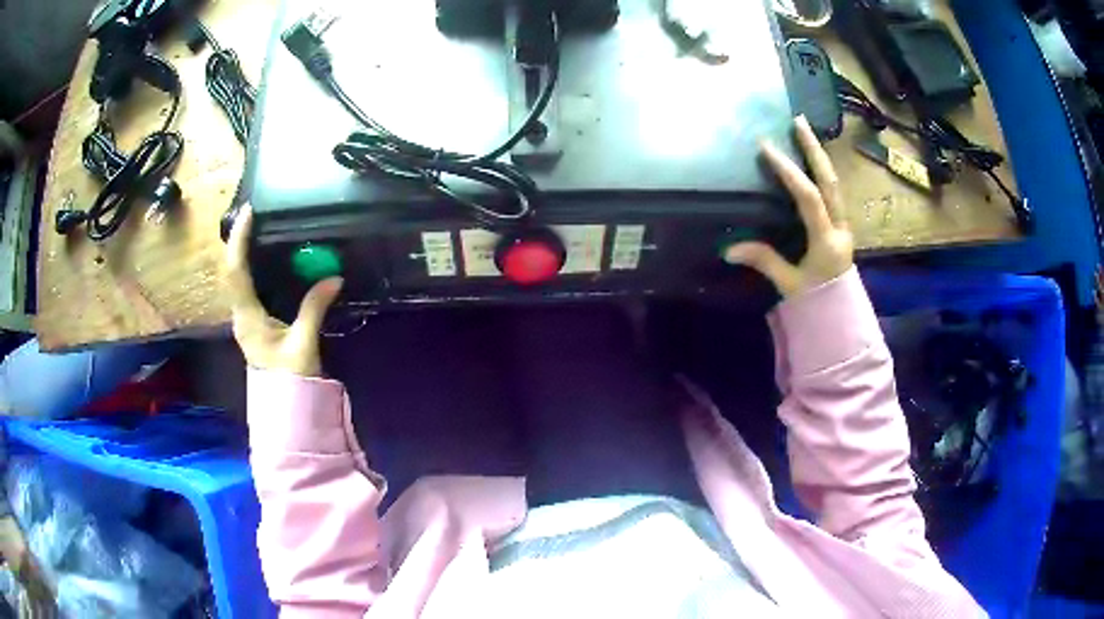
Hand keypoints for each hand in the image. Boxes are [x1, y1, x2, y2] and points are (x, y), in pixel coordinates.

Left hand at [225, 206, 342, 376]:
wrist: (286, 409)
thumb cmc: (291, 379)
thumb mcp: (304, 343)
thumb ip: (314, 308)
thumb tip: (334, 277)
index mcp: (247, 317)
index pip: (236, 272)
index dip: (240, 241)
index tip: (249, 213)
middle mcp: (240, 314)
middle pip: (232, 271)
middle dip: (239, 241)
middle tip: (254, 216)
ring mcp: (245, 319)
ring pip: (237, 278)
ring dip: (243, 252)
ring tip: (258, 230)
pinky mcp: (254, 323)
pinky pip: (248, 287)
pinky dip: (252, 267)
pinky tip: (265, 260)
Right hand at [725, 115, 853, 297]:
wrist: (843, 316)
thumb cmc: (817, 302)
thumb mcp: (789, 285)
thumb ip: (764, 261)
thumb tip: (729, 248)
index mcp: (826, 241)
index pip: (808, 198)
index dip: (788, 172)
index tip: (766, 148)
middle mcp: (840, 227)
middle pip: (830, 181)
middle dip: (814, 149)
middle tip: (798, 121)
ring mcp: (845, 224)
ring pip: (835, 183)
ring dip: (819, 155)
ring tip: (805, 131)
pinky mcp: (843, 226)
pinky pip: (833, 191)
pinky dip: (822, 171)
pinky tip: (813, 159)